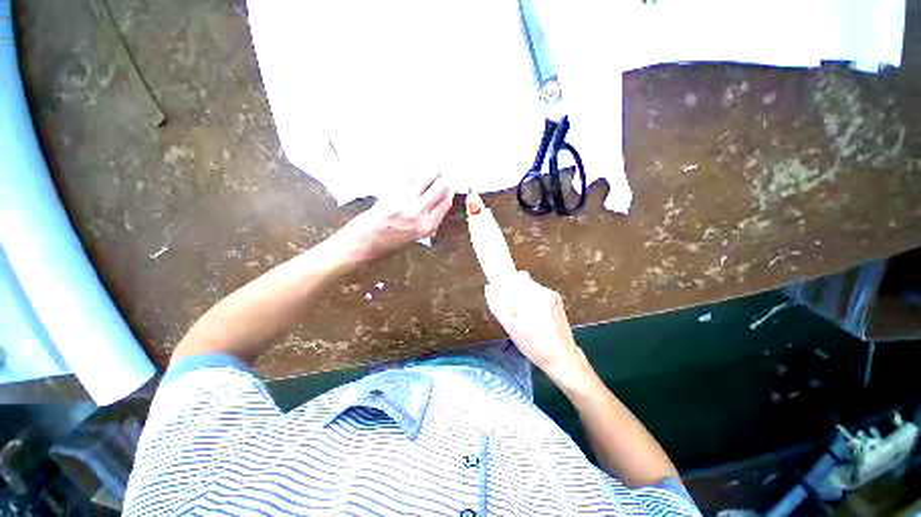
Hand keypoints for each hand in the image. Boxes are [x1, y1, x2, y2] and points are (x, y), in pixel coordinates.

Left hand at [345, 172, 453, 260]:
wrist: (369, 238)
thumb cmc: (392, 239)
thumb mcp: (419, 236)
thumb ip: (432, 220)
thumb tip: (442, 202)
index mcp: (427, 226)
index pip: (446, 203)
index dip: (450, 192)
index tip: (450, 186)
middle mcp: (418, 213)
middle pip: (440, 188)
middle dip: (444, 180)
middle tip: (444, 175)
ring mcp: (405, 200)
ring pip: (427, 178)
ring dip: (432, 172)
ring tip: (434, 170)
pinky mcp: (393, 191)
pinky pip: (410, 175)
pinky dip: (416, 171)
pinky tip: (418, 171)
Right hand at [485, 271, 584, 377]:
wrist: (563, 358)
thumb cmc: (535, 346)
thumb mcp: (512, 329)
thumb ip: (498, 307)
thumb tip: (489, 288)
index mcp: (533, 296)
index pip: (516, 277)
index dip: (507, 284)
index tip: (503, 295)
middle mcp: (545, 291)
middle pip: (523, 281)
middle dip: (515, 293)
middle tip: (513, 312)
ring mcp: (553, 296)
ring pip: (531, 288)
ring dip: (523, 298)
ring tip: (523, 318)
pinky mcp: (558, 301)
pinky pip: (539, 294)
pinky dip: (533, 302)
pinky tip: (534, 319)